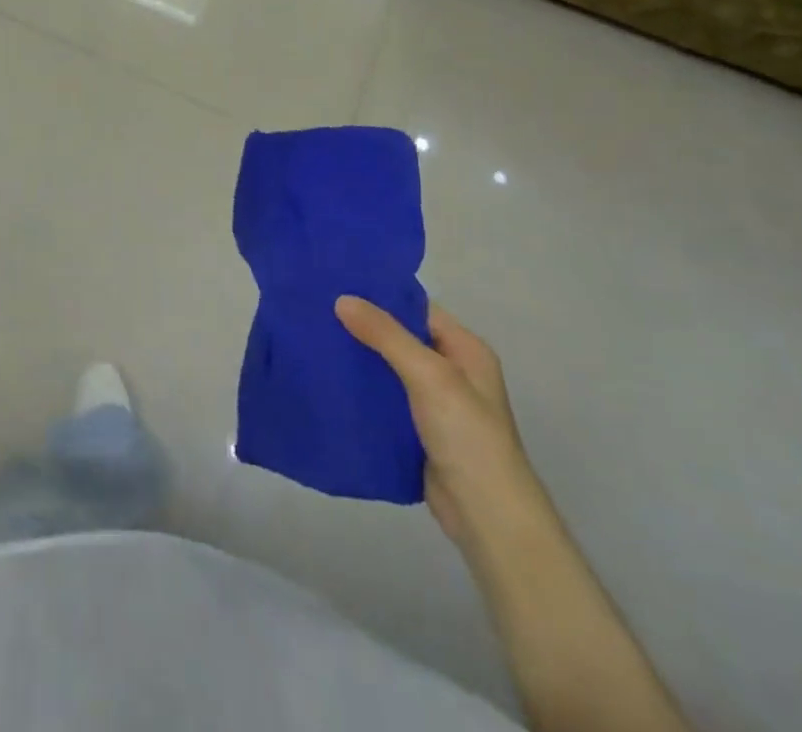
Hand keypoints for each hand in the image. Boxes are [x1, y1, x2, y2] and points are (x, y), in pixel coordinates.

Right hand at [335, 297, 542, 547]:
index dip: (380, 296)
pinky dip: (361, 390)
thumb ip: (386, 335)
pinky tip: (329, 381)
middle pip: (400, 338)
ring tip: (314, 339)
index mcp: (465, 350)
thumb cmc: (467, 435)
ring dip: (359, 358)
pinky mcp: (417, 431)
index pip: (417, 309)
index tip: (337, 284)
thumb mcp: (429, 375)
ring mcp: (434, 404)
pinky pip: (383, 399)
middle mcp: (451, 371)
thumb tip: (342, 299)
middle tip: (317, 310)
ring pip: (388, 369)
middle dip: (363, 326)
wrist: (486, 517)